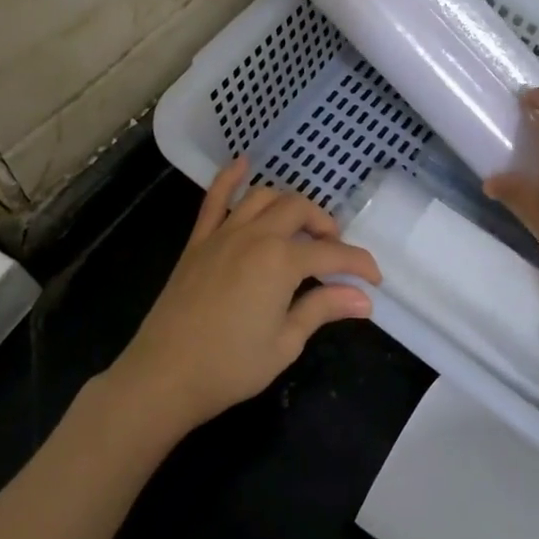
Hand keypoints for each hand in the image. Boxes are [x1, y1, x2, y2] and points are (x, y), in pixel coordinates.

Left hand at [107, 160, 380, 437]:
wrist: (164, 375)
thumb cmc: (230, 366)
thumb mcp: (285, 342)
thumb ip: (323, 309)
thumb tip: (363, 299)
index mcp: (281, 261)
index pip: (332, 252)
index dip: (358, 264)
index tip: (374, 279)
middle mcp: (255, 235)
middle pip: (300, 210)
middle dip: (324, 226)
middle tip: (333, 253)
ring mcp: (223, 233)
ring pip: (264, 197)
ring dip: (288, 204)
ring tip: (300, 226)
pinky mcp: (198, 241)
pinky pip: (214, 199)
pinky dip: (229, 178)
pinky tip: (242, 163)